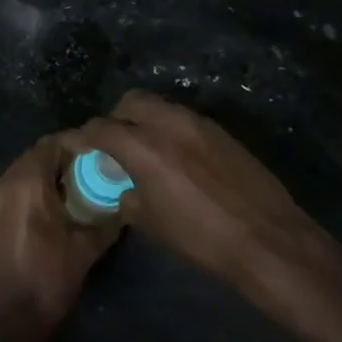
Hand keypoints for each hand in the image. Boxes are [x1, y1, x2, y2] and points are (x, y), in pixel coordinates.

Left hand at [0, 133, 118, 341]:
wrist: (7, 321)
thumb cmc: (48, 281)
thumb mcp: (86, 249)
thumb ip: (107, 221)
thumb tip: (125, 205)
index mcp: (27, 183)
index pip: (51, 144)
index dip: (76, 144)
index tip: (98, 151)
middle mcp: (5, 184)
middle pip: (35, 155)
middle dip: (62, 158)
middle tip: (90, 168)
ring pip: (22, 172)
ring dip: (46, 173)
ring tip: (75, 187)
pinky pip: (12, 189)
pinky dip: (32, 189)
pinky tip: (53, 207)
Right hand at [73, 91, 332, 284]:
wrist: (268, 240)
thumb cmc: (202, 238)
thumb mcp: (152, 223)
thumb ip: (128, 197)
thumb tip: (124, 189)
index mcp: (144, 146)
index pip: (101, 128)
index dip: (82, 136)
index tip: (74, 145)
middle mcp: (169, 123)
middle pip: (131, 102)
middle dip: (115, 117)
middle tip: (112, 143)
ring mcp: (199, 123)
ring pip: (160, 107)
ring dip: (144, 120)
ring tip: (145, 149)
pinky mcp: (221, 132)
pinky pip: (184, 120)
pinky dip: (170, 129)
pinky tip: (176, 158)